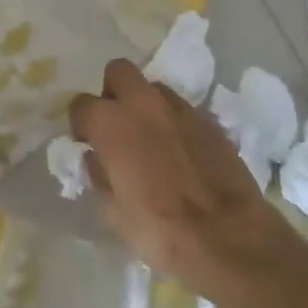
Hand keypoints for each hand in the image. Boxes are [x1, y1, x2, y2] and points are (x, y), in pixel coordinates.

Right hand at [71, 59, 291, 298]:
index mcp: (111, 123)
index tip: (87, 143)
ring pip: (154, 88)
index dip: (81, 124)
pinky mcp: (210, 121)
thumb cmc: (157, 228)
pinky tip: (180, 151)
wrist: (226, 235)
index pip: (81, 104)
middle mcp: (143, 104)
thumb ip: (99, 174)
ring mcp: (180, 109)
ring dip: (146, 105)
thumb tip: (97, 158)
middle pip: (119, 72)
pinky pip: (182, 110)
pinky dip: (174, 122)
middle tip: (117, 125)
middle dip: (113, 92)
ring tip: (151, 137)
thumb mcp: (111, 211)